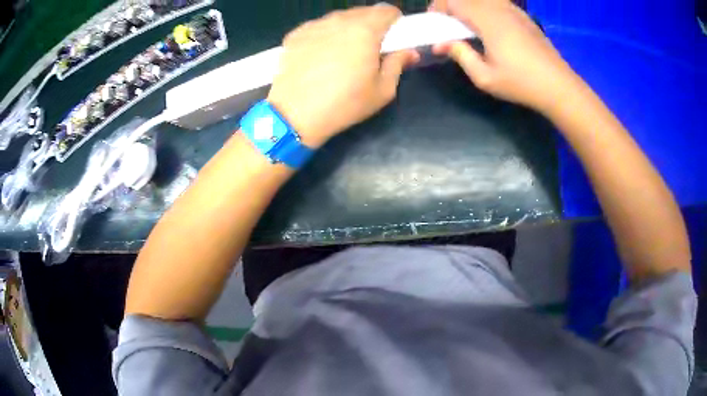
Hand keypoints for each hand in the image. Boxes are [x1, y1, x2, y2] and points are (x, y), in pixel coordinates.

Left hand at [267, 4, 419, 147]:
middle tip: (370, 47)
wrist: (294, 115)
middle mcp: (339, 21)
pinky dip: (325, 34)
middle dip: (371, 24)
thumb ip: (398, 64)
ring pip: (338, 18)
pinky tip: (320, 54)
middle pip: (362, 12)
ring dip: (347, 28)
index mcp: (365, 30)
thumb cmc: (344, 104)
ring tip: (343, 52)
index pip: (386, 11)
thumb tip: (409, 52)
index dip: (393, 20)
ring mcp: (314, 26)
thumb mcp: (382, 90)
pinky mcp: (295, 35)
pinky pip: (318, 27)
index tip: (393, 35)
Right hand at [430, 0, 579, 113]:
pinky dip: (485, 8)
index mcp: (487, 20)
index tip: (433, 21)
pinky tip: (489, 25)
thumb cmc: (521, 83)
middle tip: (447, 23)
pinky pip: (497, 3)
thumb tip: (441, 43)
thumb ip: (460, 54)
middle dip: (451, 5)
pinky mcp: (523, 16)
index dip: (438, 7)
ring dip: (469, 6)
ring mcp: (514, 10)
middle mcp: (499, 9)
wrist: (558, 85)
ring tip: (466, 23)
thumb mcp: (485, 77)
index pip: (453, 1)